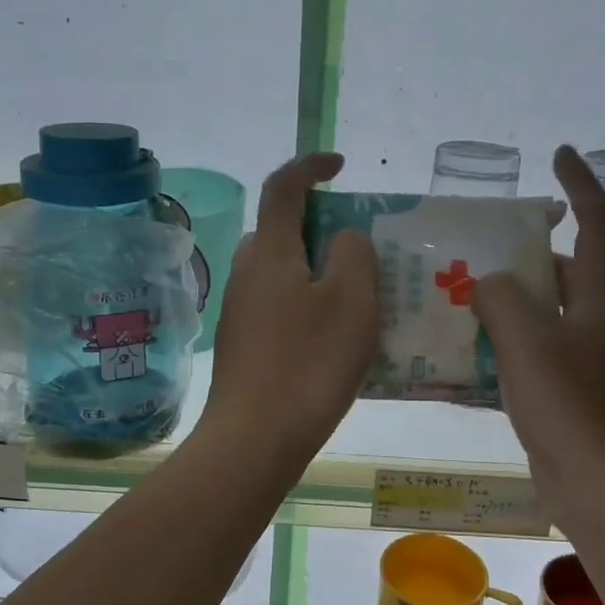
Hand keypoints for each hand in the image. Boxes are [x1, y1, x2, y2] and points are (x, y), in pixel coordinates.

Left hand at [203, 153, 376, 461]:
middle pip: (284, 232)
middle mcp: (247, 272)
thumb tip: (343, 238)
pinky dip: (308, 305)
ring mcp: (240, 310)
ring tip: (361, 300)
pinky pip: (280, 306)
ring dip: (318, 273)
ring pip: (284, 273)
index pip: (284, 187)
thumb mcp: (351, 301)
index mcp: (270, 252)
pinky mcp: (243, 344)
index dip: (310, 166)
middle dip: (322, 229)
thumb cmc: (309, 363)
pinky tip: (335, 340)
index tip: (340, 165)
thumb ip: (353, 254)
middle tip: (364, 251)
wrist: (255, 438)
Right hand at [471, 146, 604, 511]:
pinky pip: (527, 359)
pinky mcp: (566, 399)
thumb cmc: (573, 411)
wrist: (603, 493)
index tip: (559, 155)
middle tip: (474, 249)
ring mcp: (582, 365)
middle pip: (561, 273)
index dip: (582, 186)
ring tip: (455, 300)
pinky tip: (461, 361)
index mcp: (598, 303)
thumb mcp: (529, 344)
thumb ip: (502, 301)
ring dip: (503, 306)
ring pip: (539, 318)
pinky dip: (499, 352)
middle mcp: (595, 326)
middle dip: (522, 255)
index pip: (598, 226)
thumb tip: (486, 285)